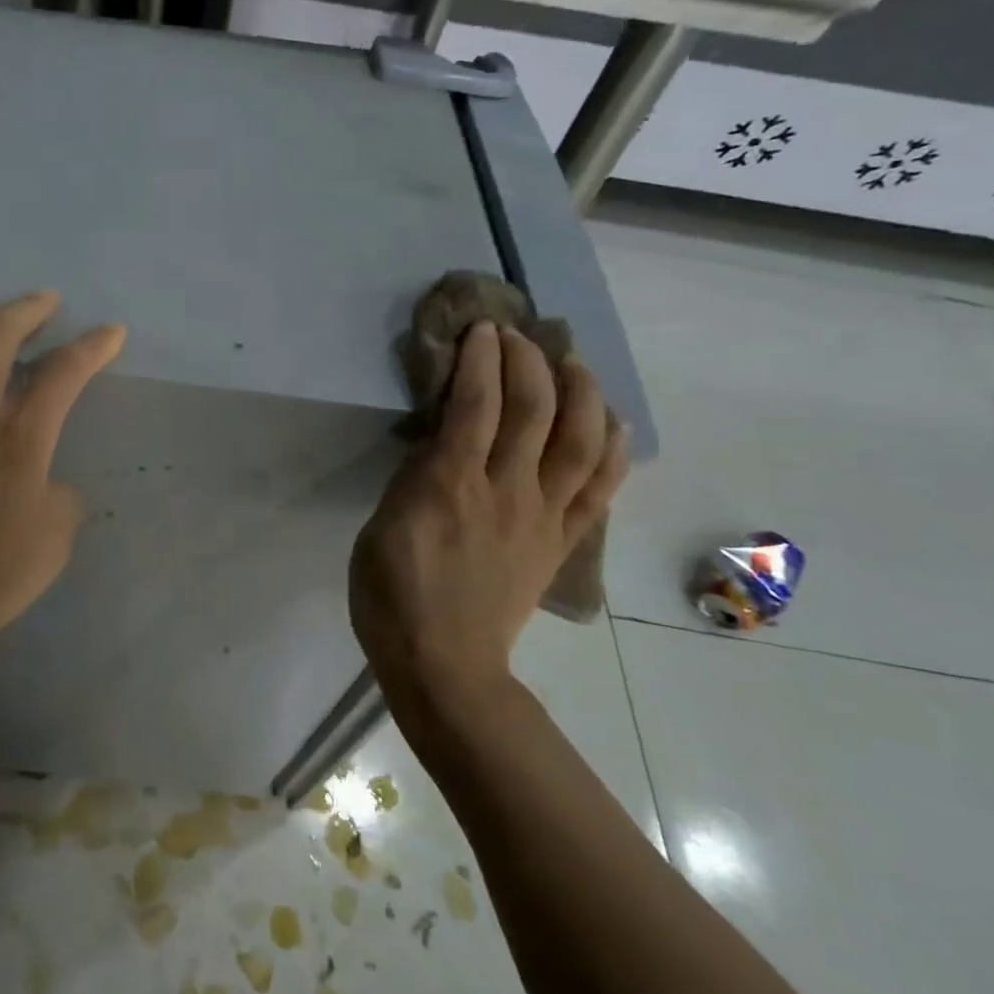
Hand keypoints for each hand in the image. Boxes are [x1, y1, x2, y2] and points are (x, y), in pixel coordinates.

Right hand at [351, 321, 628, 711]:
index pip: (475, 403)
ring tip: (572, 362)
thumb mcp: (380, 526)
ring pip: (580, 441)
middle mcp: (506, 490)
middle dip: (530, 359)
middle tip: (521, 334)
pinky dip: (613, 448)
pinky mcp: (562, 541)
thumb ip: (413, 477)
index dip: (483, 358)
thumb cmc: (392, 595)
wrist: (445, 665)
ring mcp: (543, 516)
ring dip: (580, 392)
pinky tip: (611, 420)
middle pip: (533, 409)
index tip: (483, 328)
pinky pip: (601, 489)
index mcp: (450, 485)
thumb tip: (440, 440)